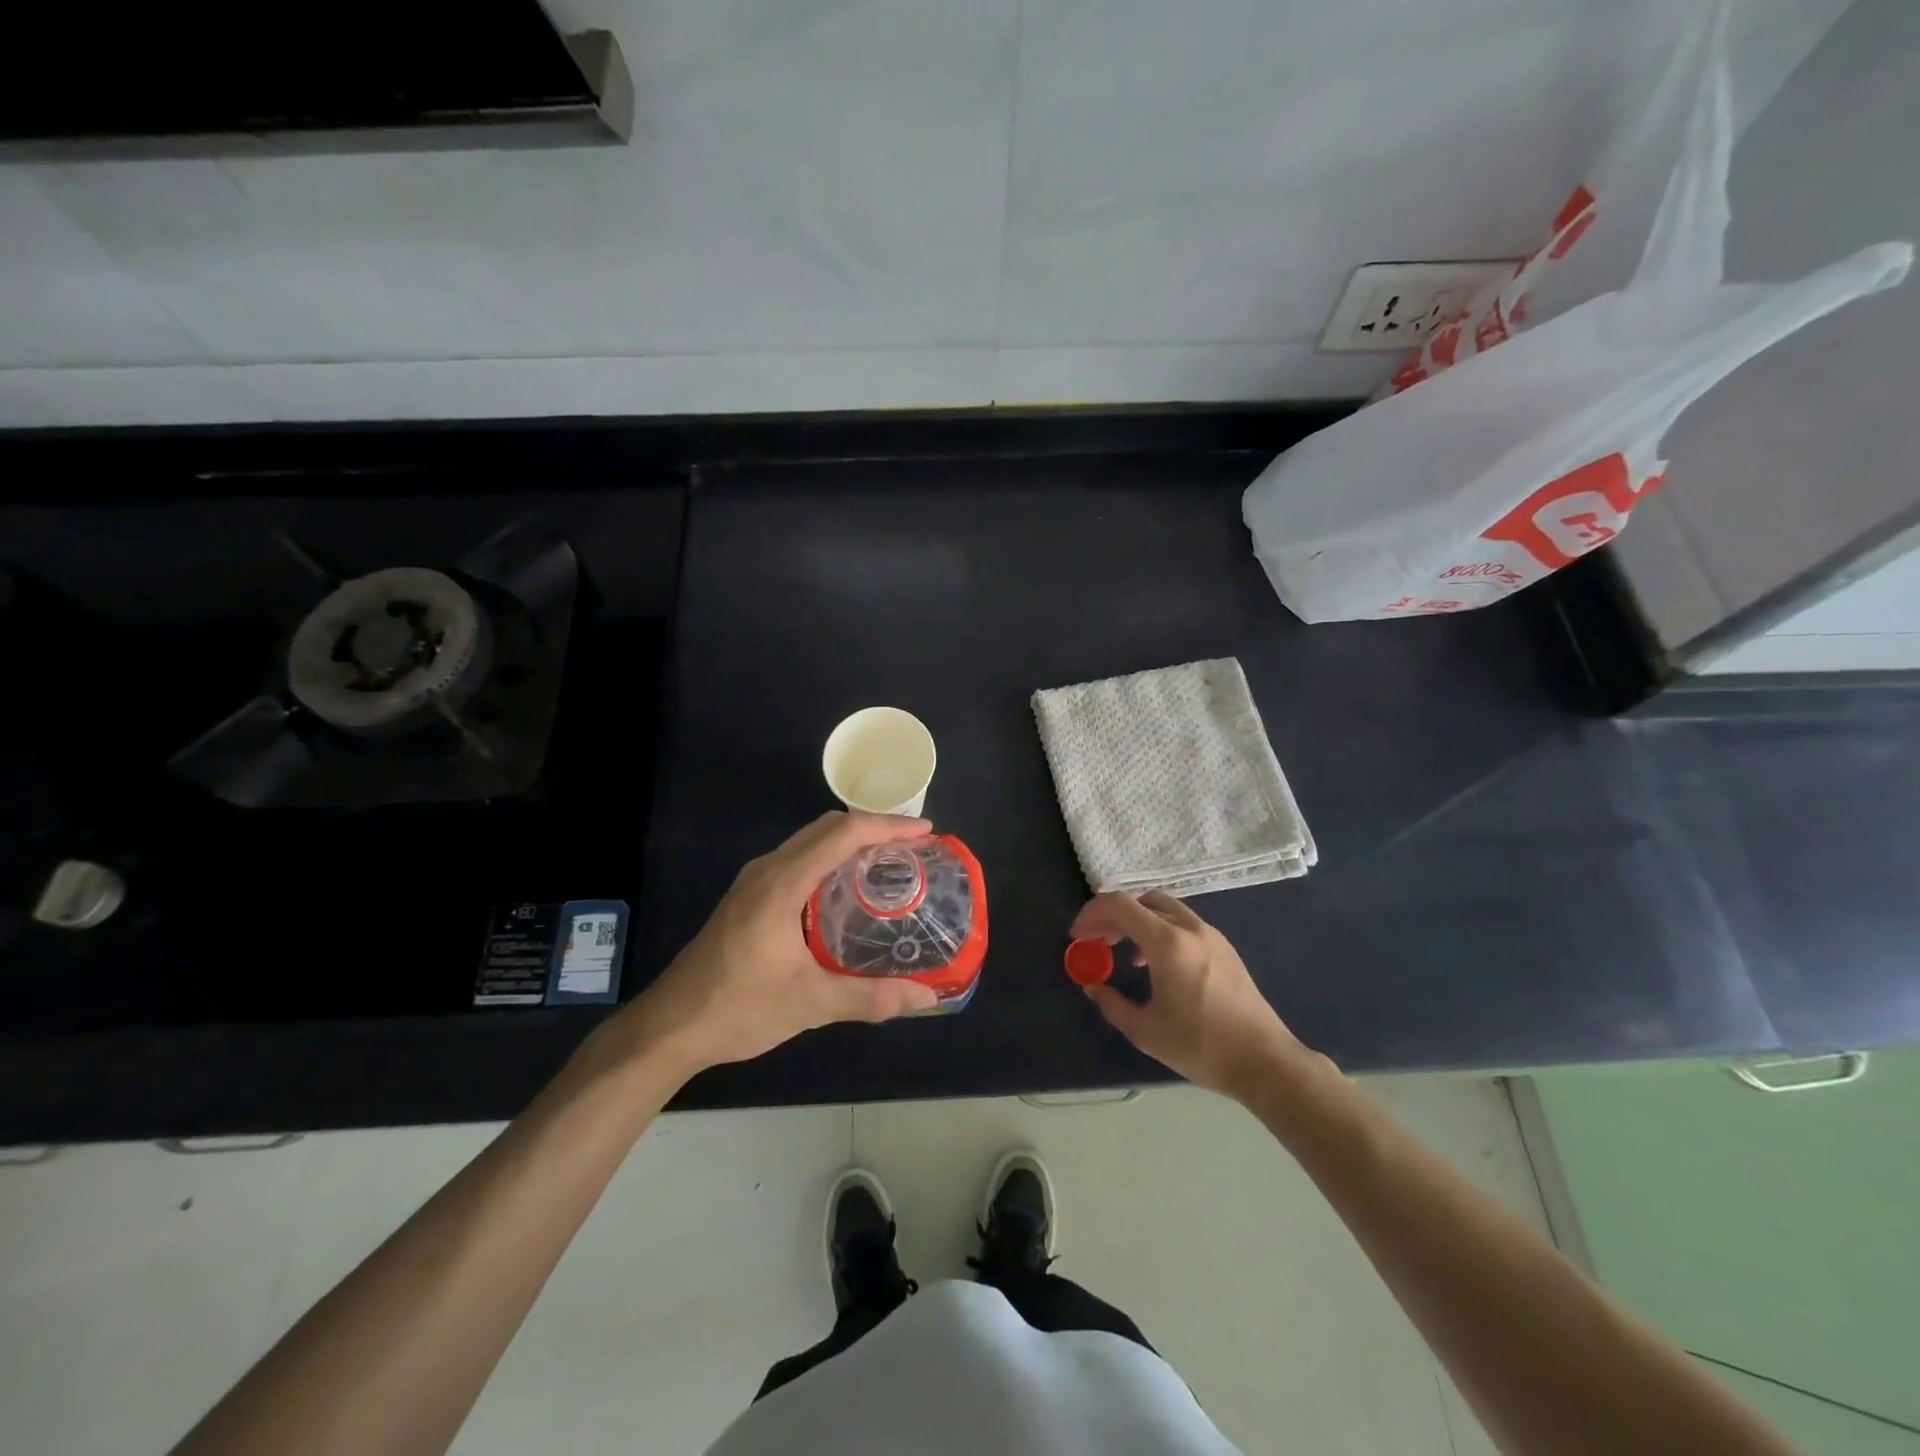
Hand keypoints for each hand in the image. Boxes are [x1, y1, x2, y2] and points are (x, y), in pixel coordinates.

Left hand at [624, 812, 939, 1074]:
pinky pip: (799, 859)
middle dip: (874, 828)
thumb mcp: (809, 1004)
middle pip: (827, 827)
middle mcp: (767, 870)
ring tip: (890, 862)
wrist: (668, 1027)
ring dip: (850, 841)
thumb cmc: (737, 1008)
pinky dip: (831, 858)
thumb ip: (870, 998)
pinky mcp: (749, 896)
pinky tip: (848, 889)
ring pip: (811, 841)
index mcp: (782, 883)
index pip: (842, 834)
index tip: (926, 833)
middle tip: (914, 848)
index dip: (887, 827)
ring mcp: (754, 881)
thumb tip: (928, 996)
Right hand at [1072, 891, 1308, 1099]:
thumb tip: (1092, 986)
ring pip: (1164, 907)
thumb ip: (1112, 1004)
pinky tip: (1154, 963)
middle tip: (1096, 940)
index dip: (1092, 914)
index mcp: (1168, 943)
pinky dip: (1159, 929)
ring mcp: (1210, 934)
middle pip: (1141, 900)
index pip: (1120, 905)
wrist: (1264, 1060)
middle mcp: (1189, 928)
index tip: (1078, 936)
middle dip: (1113, 915)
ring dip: (1137, 920)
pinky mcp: (1223, 947)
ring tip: (1122, 950)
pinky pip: (1182, 922)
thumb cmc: (1201, 1046)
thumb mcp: (1146, 1031)